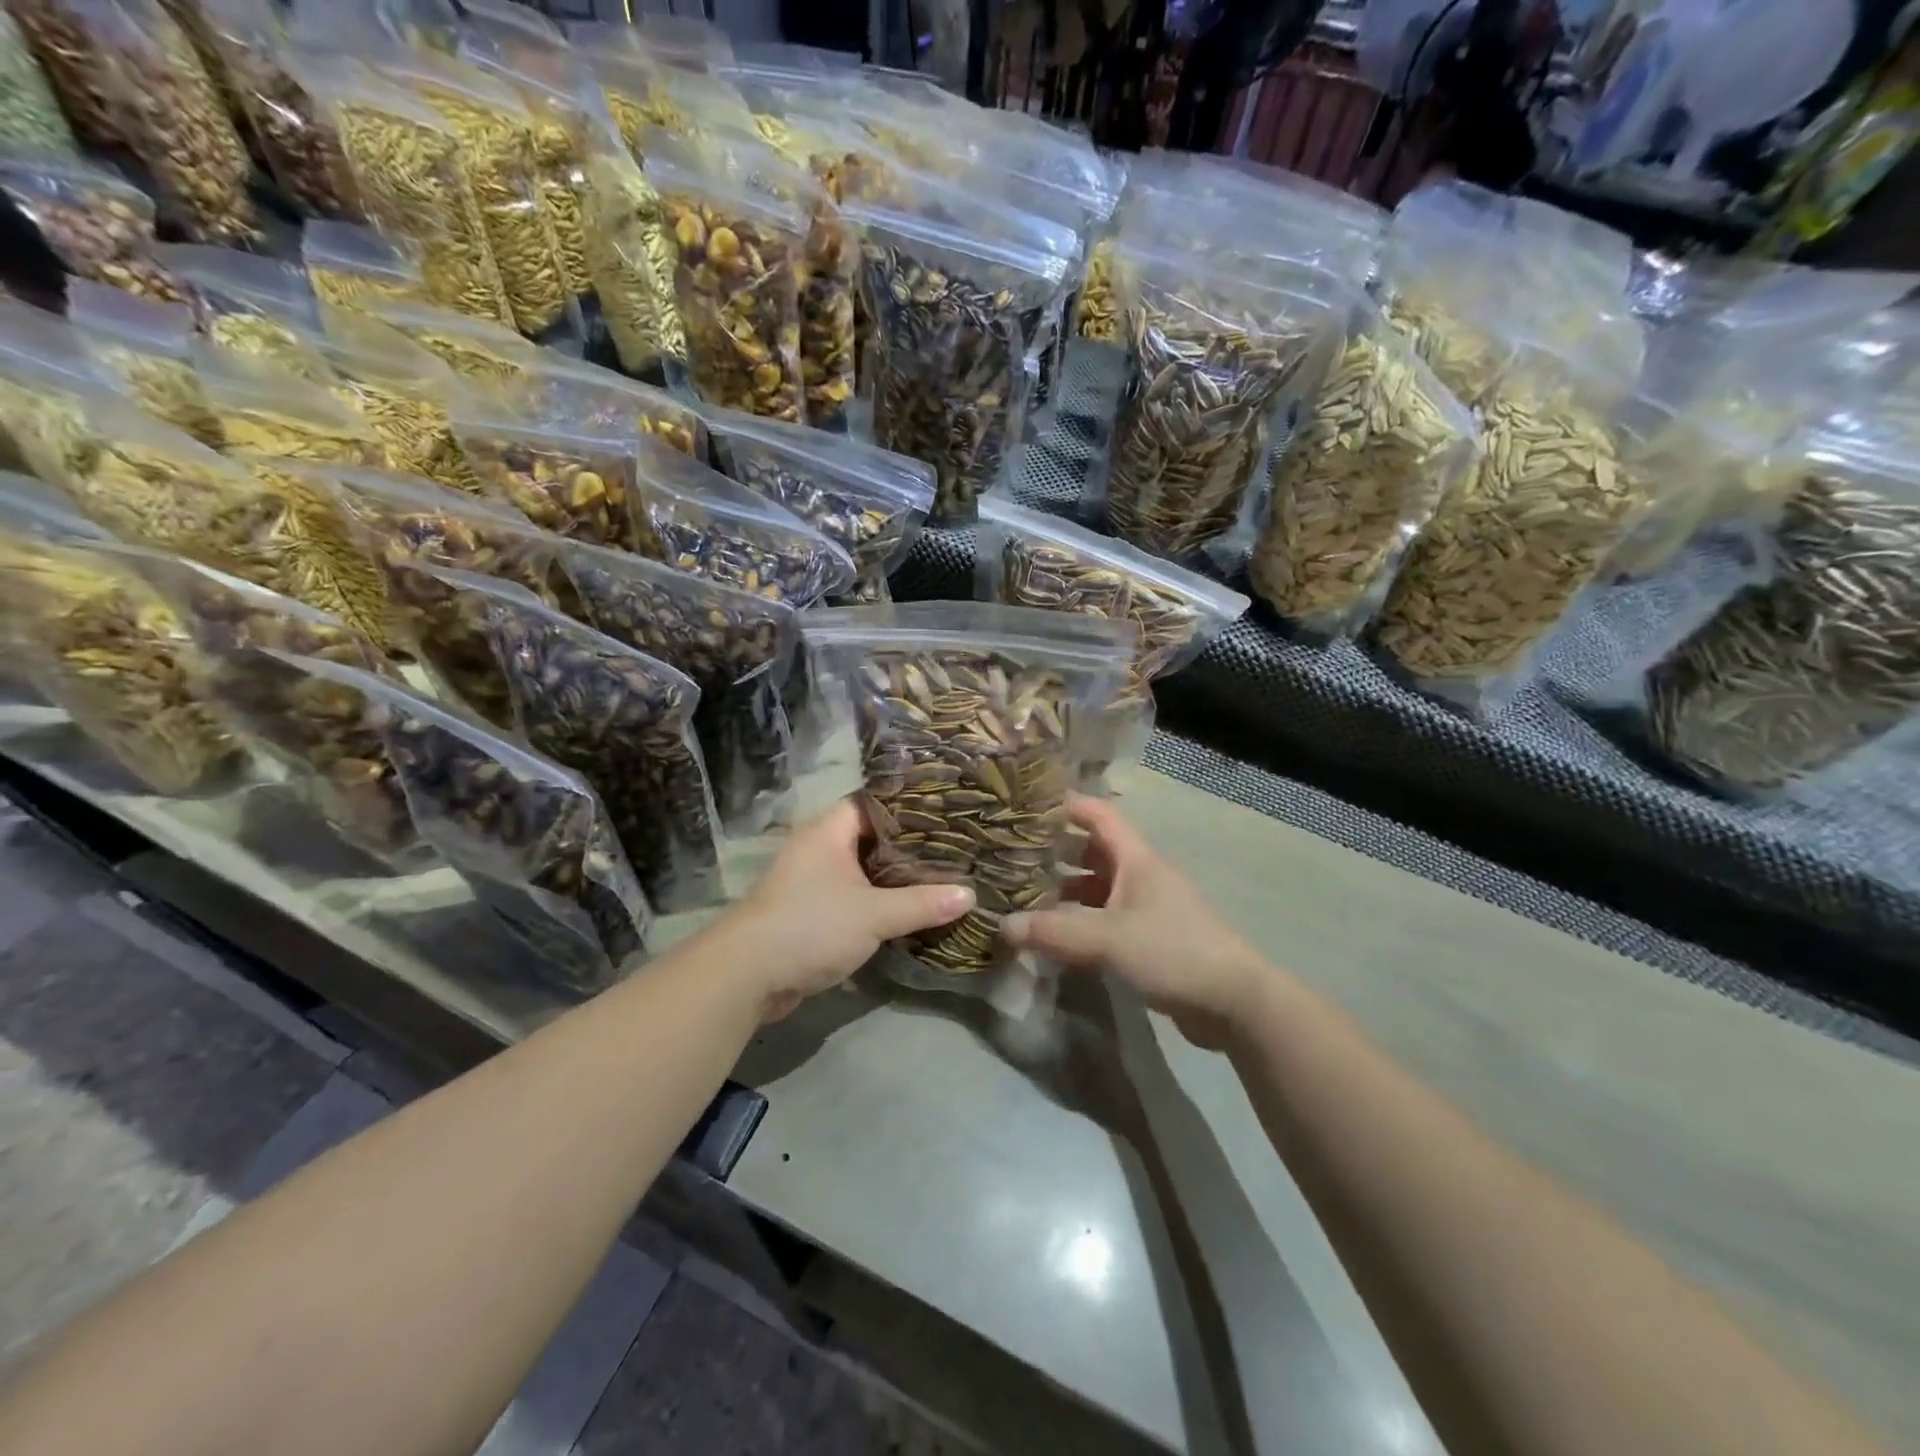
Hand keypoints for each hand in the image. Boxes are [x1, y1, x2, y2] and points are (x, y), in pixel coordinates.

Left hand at [726, 798, 973, 1020]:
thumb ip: (922, 903)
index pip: (875, 803)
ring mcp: (812, 881)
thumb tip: (970, 895)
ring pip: (863, 870)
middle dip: (909, 846)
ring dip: (894, 877)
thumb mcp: (874, 914)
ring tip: (941, 875)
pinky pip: (853, 897)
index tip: (948, 812)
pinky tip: (910, 908)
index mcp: (829, 831)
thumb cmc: (811, 926)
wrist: (748, 976)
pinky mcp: (811, 912)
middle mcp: (819, 848)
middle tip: (954, 846)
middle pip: (872, 837)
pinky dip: (878, 900)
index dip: (910, 806)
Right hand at [1004, 795, 1266, 1048]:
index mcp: (1137, 859)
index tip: (1027, 805)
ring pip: (1099, 887)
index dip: (1067, 805)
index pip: (1099, 815)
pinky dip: (1081, 920)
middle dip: (1056, 851)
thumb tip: (1003, 925)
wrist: (1233, 1002)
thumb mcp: (1108, 938)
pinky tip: (1056, 936)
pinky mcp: (1150, 938)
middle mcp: (1141, 875)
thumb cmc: (1173, 952)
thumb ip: (1054, 931)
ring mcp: (1147, 907)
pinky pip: (1106, 918)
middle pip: (1094, 850)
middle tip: (1014, 856)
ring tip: (1026, 897)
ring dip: (1067, 889)